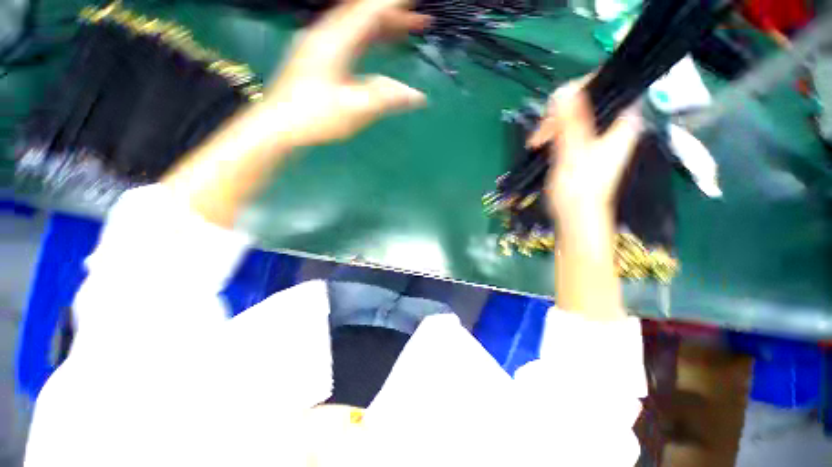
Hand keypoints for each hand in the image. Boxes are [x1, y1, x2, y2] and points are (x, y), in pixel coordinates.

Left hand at [263, 0, 428, 147]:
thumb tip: (417, 96)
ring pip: (356, 27)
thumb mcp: (354, 109)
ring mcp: (321, 46)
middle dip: (393, 15)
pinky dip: (368, 39)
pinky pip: (349, 40)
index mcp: (335, 41)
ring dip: (382, 27)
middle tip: (420, 21)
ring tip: (405, 30)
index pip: (369, 11)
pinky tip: (378, 45)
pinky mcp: (320, 58)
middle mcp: (327, 35)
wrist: (279, 125)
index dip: (394, 5)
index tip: (415, 3)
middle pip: (363, 15)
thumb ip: (386, 98)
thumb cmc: (314, 117)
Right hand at [527, 80, 641, 225]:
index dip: (582, 87)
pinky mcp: (581, 144)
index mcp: (622, 120)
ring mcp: (596, 134)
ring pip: (572, 113)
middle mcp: (612, 123)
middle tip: (542, 133)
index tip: (557, 106)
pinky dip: (551, 133)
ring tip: (536, 143)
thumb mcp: (574, 153)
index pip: (609, 83)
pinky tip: (538, 144)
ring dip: (551, 124)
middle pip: (586, 98)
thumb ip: (571, 122)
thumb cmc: (579, 188)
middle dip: (560, 111)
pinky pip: (565, 128)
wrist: (575, 215)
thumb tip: (563, 91)